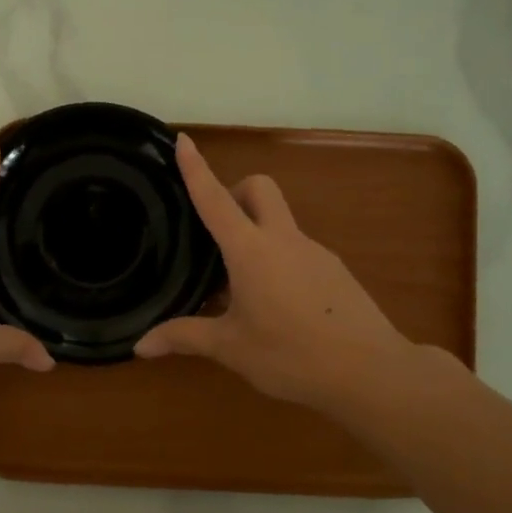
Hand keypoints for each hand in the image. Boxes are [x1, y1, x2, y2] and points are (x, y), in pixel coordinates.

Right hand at [135, 134, 443, 416]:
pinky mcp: (335, 270)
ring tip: (240, 287)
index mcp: (251, 251)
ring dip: (256, 234)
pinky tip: (276, 305)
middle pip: (259, 188)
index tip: (183, 140)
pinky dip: (278, 260)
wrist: (371, 372)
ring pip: (280, 221)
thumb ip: (185, 338)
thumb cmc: (291, 355)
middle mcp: (283, 240)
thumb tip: (140, 346)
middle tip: (216, 231)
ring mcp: (315, 252)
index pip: (215, 199)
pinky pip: (297, 250)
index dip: (196, 168)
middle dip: (235, 190)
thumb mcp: (231, 348)